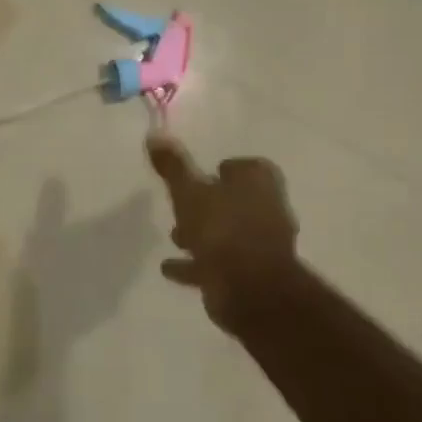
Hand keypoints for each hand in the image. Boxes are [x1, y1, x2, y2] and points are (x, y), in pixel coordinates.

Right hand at [147, 135, 301, 334]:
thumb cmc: (221, 229)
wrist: (249, 288)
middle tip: (182, 206)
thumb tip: (155, 133)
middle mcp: (267, 209)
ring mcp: (262, 244)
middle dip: (209, 204)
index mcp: (258, 183)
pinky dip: (197, 264)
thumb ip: (173, 166)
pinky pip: (220, 263)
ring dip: (203, 234)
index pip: (245, 167)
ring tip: (176, 238)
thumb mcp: (188, 191)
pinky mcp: (252, 274)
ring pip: (228, 232)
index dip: (224, 169)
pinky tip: (170, 267)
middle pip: (236, 200)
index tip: (202, 174)